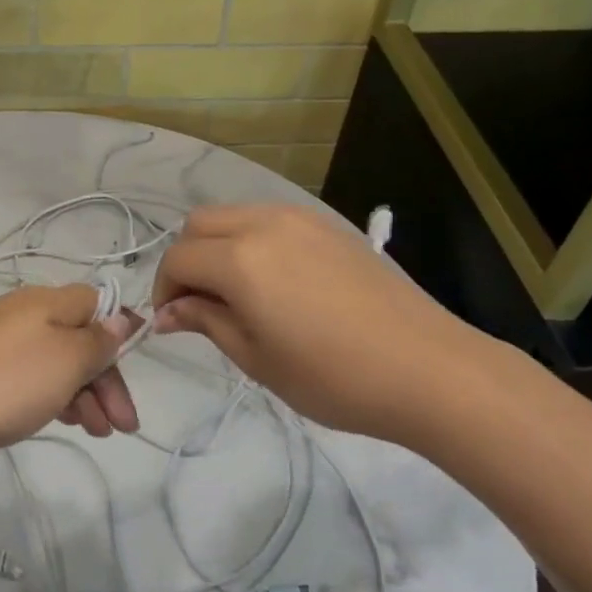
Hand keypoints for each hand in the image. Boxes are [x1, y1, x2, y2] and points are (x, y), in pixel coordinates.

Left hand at [0, 285, 138, 458]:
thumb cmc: (8, 381)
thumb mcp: (66, 361)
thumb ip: (98, 341)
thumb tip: (120, 319)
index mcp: (50, 302)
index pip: (99, 305)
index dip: (121, 332)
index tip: (138, 365)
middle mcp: (28, 313)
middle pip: (80, 339)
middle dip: (107, 380)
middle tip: (122, 425)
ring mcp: (2, 340)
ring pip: (57, 362)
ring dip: (84, 394)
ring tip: (96, 432)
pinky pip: (32, 375)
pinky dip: (53, 395)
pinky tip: (61, 419)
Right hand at [152, 205, 500, 442]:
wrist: (427, 368)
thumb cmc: (333, 376)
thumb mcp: (257, 358)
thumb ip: (206, 322)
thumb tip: (167, 313)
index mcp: (240, 259)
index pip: (178, 259)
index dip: (164, 290)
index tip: (172, 322)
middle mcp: (264, 223)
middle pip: (200, 224)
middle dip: (186, 260)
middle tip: (198, 305)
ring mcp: (301, 219)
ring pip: (235, 215)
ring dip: (219, 246)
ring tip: (235, 293)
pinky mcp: (329, 225)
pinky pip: (270, 220)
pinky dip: (252, 241)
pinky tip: (274, 281)